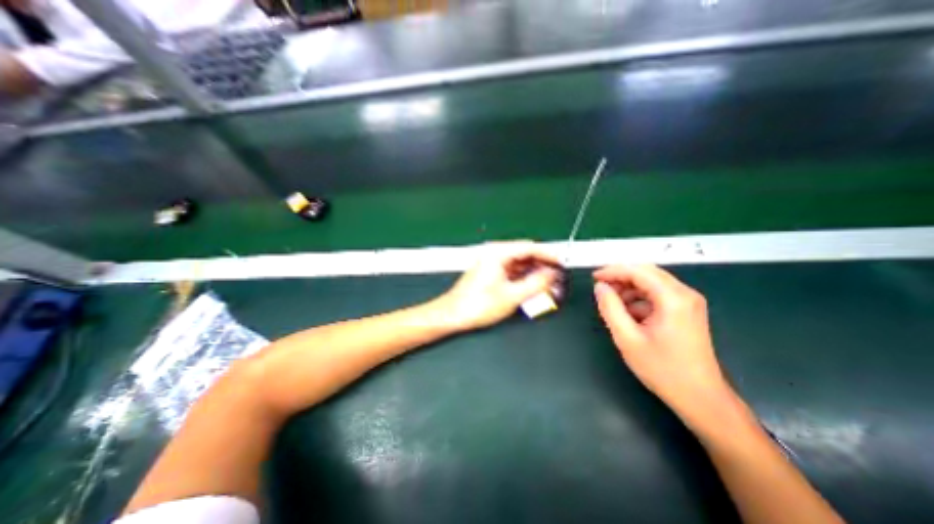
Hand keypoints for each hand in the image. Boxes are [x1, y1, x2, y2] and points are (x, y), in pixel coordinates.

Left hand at [438, 241, 560, 330]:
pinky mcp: (490, 272)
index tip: (562, 262)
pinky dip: (524, 277)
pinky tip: (533, 286)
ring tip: (548, 283)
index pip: (530, 247)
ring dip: (534, 272)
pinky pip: (512, 271)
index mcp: (498, 253)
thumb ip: (536, 284)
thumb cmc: (477, 305)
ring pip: (519, 263)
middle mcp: (494, 254)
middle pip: (525, 254)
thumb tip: (552, 275)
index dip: (548, 254)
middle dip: (542, 265)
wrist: (453, 315)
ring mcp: (492, 263)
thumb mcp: (512, 296)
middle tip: (557, 276)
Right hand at [594, 265, 732, 423]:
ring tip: (612, 303)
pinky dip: (640, 298)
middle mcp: (685, 294)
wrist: (701, 398)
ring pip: (652, 283)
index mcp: (673, 299)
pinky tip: (629, 314)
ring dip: (630, 288)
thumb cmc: (662, 369)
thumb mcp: (627, 338)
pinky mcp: (688, 311)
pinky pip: (659, 294)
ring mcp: (689, 302)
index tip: (594, 278)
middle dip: (621, 277)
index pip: (638, 272)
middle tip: (601, 288)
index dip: (613, 271)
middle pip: (647, 273)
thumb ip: (610, 308)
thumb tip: (600, 287)